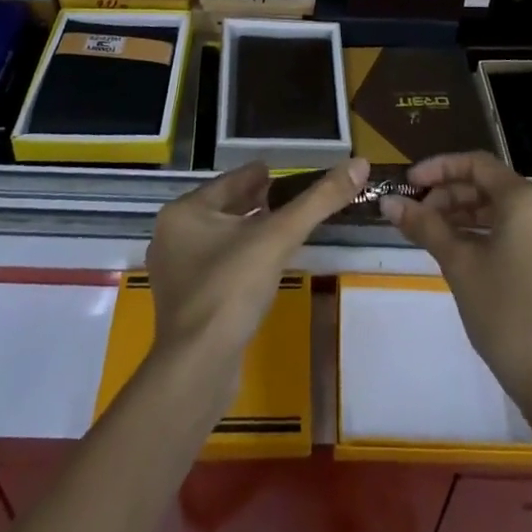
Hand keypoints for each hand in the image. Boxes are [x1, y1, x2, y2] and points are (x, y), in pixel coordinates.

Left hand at [147, 158, 368, 364]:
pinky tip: (264, 264)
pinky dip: (241, 257)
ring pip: (220, 238)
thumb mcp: (279, 237)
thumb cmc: (231, 289)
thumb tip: (359, 164)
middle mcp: (172, 236)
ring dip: (249, 230)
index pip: (230, 181)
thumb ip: (319, 200)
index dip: (259, 175)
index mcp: (185, 212)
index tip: (284, 173)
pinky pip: (218, 266)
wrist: (198, 368)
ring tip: (282, 227)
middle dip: (256, 202)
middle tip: (289, 197)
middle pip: (224, 208)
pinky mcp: (185, 303)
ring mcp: (175, 272)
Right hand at [381, 152, 531, 475]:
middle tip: (416, 214)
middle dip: (450, 194)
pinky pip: (520, 230)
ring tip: (433, 233)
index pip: (476, 164)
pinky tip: (464, 252)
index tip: (408, 183)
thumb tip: (388, 203)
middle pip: (491, 185)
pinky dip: (489, 232)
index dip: (438, 168)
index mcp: (525, 198)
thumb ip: (424, 226)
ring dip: (467, 214)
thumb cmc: (504, 313)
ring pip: (505, 209)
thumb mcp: (458, 264)